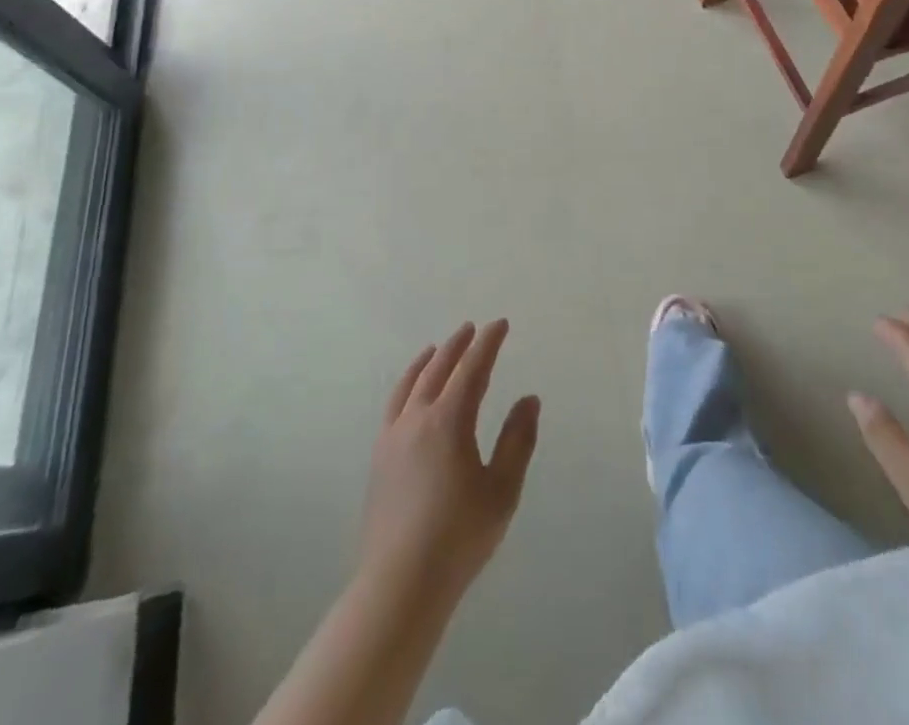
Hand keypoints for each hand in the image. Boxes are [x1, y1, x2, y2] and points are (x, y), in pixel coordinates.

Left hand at [357, 320, 539, 601]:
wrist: (399, 584)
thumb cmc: (459, 536)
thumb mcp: (502, 489)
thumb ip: (517, 440)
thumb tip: (529, 399)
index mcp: (449, 420)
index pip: (472, 368)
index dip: (488, 343)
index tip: (500, 324)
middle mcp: (417, 418)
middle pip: (438, 368)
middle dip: (458, 345)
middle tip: (472, 328)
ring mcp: (393, 437)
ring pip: (412, 384)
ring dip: (428, 360)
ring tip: (436, 348)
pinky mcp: (379, 458)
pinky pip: (394, 405)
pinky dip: (407, 385)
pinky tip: (411, 394)